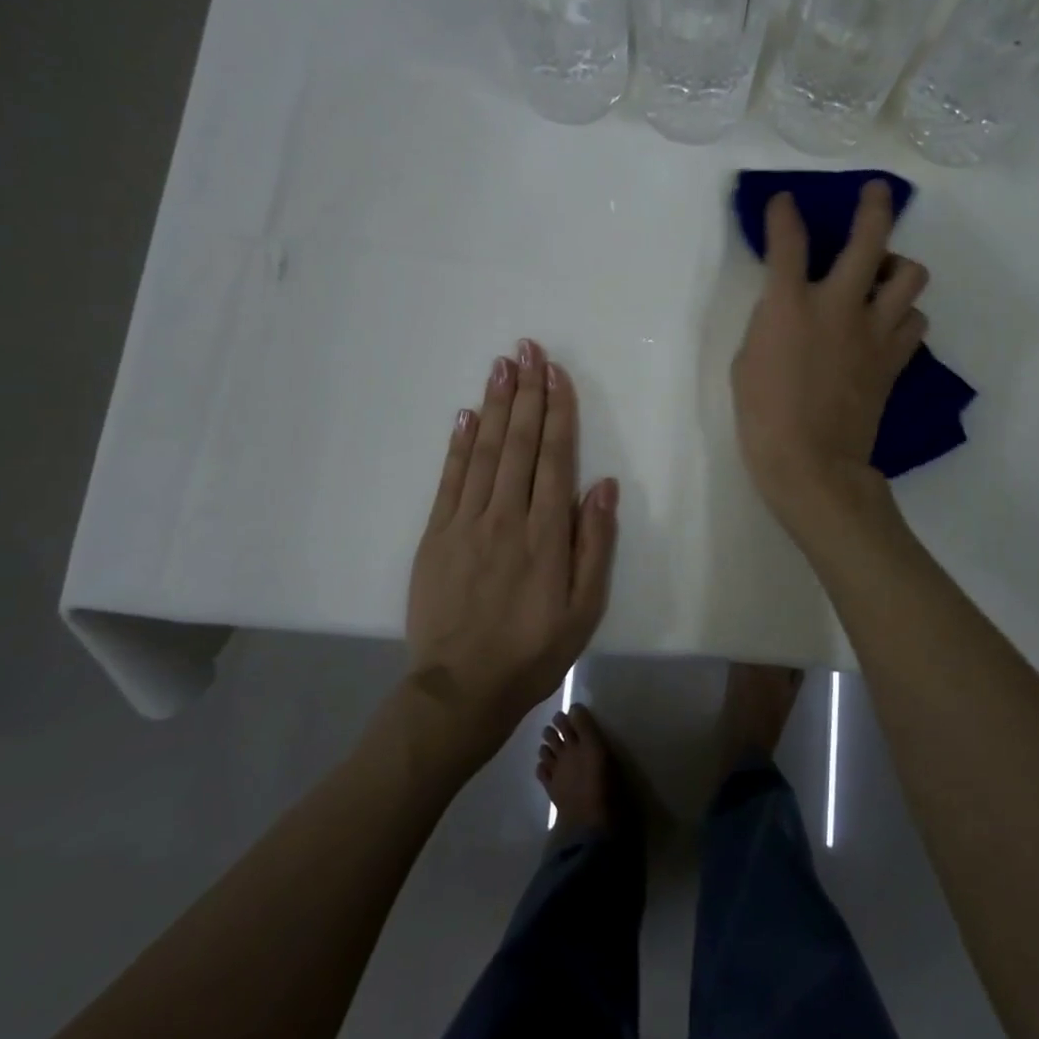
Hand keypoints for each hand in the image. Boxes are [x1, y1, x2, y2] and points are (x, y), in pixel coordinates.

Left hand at [405, 340, 617, 754]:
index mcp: (546, 533)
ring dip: (494, 405)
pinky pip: (449, 480)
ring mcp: (466, 523)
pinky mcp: (436, 536)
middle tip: (527, 349)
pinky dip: (458, 445)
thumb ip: (595, 543)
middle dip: (526, 392)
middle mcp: (506, 516)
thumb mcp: (586, 608)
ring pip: (483, 452)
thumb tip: (602, 483)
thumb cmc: (535, 649)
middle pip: (519, 443)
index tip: (556, 373)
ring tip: (501, 366)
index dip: (558, 411)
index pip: (554, 457)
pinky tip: (465, 415)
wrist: (463, 688)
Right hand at [731, 181, 928, 530]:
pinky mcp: (893, 359)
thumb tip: (788, 308)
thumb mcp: (748, 360)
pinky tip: (889, 325)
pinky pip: (915, 322)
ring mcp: (874, 331)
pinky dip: (905, 317)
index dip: (784, 213)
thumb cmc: (763, 415)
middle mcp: (839, 305)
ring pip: (910, 276)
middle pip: (870, 238)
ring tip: (883, 277)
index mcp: (790, 304)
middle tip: (875, 193)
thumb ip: (770, 322)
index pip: (788, 240)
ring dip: (898, 268)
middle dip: (874, 207)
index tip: (784, 201)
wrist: (811, 463)